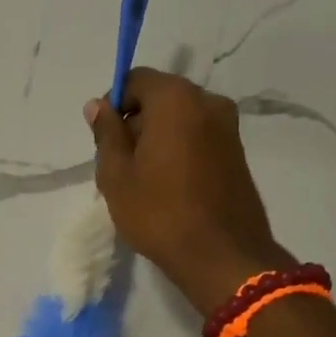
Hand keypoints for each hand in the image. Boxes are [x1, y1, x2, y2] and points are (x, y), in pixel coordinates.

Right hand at [85, 68, 291, 314]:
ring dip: (158, 140)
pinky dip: (179, 152)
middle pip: (161, 98)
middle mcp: (208, 102)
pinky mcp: (237, 153)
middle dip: (136, 123)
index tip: (104, 140)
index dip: (113, 104)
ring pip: (180, 120)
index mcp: (176, 99)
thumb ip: (106, 134)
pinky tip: (168, 188)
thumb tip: (98, 106)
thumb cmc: (159, 213)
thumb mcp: (116, 176)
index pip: (136, 80)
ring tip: (144, 181)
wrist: (222, 256)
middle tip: (120, 165)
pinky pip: (198, 139)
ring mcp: (228, 128)